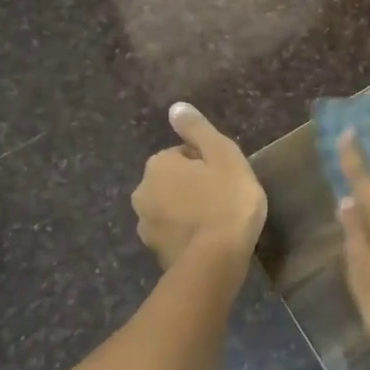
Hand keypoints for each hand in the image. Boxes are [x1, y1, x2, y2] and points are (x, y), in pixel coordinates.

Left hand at [132, 103, 266, 267]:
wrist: (216, 261)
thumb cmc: (227, 201)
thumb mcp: (223, 155)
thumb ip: (198, 129)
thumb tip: (176, 107)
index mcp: (158, 164)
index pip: (183, 155)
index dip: (208, 164)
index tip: (226, 179)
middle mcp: (142, 191)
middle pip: (173, 181)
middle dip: (193, 187)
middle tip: (224, 199)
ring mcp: (145, 225)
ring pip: (170, 208)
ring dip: (188, 211)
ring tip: (217, 223)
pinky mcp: (155, 252)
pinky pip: (173, 234)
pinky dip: (186, 234)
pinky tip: (208, 242)